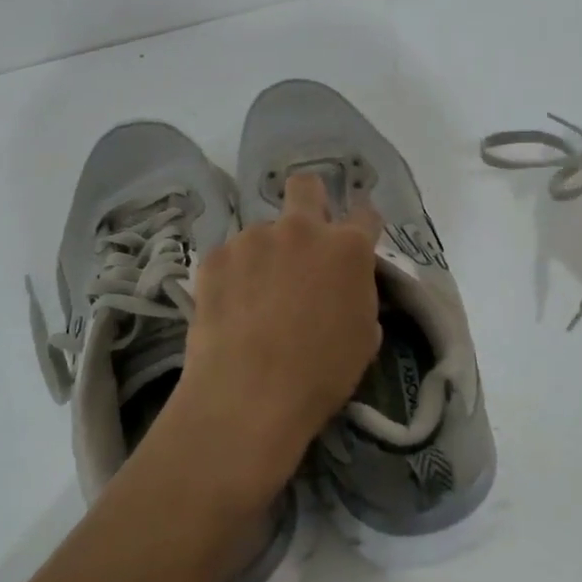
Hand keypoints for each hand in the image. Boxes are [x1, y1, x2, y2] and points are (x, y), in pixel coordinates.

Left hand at [157, 173, 383, 514]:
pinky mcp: (215, 257)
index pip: (365, 214)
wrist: (250, 396)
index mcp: (347, 247)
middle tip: (304, 237)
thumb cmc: (322, 373)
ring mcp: (253, 239)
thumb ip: (359, 295)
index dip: (363, 225)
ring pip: (262, 231)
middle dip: (309, 200)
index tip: (357, 238)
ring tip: (256, 297)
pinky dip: (233, 276)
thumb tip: (346, 287)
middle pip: (305, 186)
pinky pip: (230, 257)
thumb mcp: (364, 336)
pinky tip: (230, 309)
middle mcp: (301, 230)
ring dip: (266, 253)